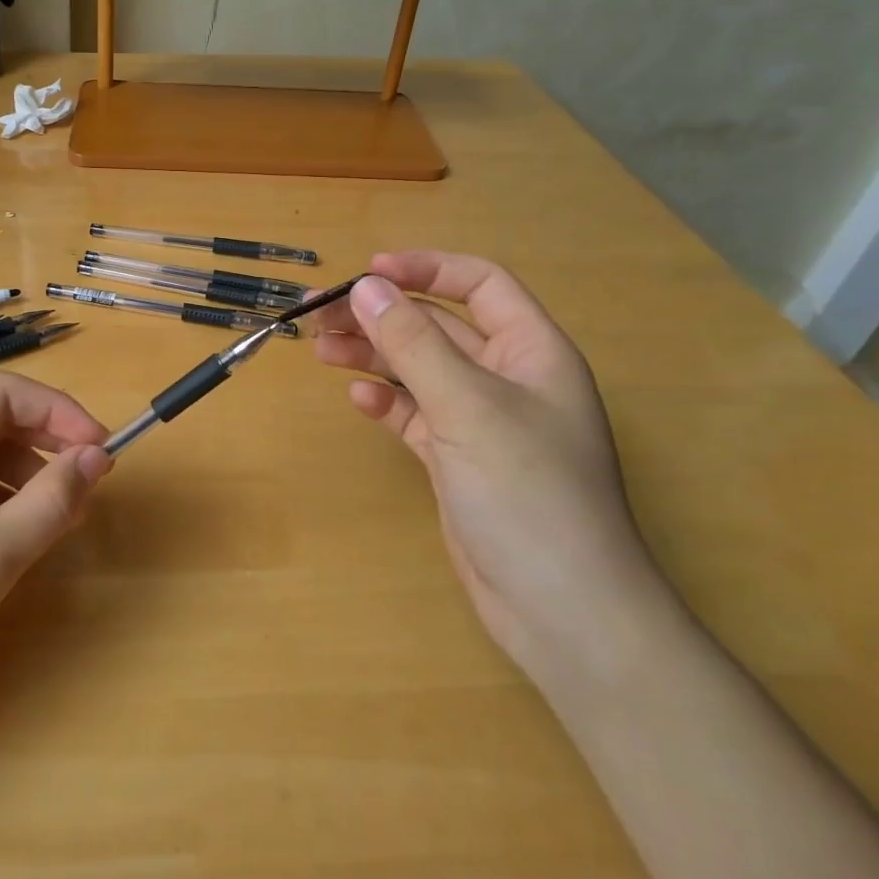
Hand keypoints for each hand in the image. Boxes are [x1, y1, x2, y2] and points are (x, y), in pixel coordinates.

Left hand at [0, 372, 111, 741]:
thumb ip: (50, 502)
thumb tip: (97, 456)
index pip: (0, 394)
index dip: (57, 410)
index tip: (100, 448)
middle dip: (46, 443)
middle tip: (90, 481)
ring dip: (29, 475)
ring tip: (64, 516)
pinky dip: (4, 504)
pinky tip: (25, 536)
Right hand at [313, 251, 666, 675]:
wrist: (561, 610)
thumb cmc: (527, 491)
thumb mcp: (467, 406)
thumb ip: (413, 342)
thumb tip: (366, 286)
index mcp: (531, 350)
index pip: (479, 284)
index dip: (426, 268)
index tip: (368, 272)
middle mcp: (507, 378)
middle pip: (437, 326)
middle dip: (381, 315)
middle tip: (317, 314)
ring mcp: (481, 422)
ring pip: (419, 370)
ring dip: (373, 355)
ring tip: (321, 349)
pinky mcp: (458, 460)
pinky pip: (416, 415)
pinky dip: (387, 403)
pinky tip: (359, 401)